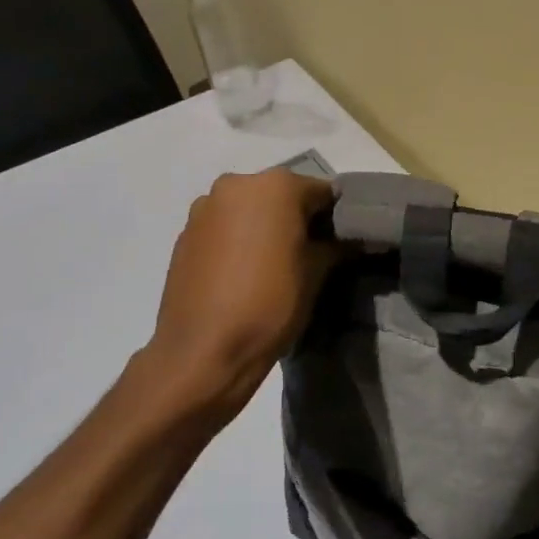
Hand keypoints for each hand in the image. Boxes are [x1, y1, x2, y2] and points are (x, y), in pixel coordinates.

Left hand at [127, 170, 340, 438]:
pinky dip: (240, 240)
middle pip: (282, 195)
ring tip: (277, 265)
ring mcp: (205, 208)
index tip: (343, 241)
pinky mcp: (185, 234)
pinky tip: (246, 273)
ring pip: (251, 210)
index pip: (322, 192)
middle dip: (299, 219)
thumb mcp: (317, 274)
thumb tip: (353, 239)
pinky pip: (225, 227)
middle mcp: (236, 185)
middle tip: (312, 253)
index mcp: (275, 186)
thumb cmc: (270, 305)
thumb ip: (336, 245)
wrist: (202, 353)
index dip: (336, 217)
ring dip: (267, 228)